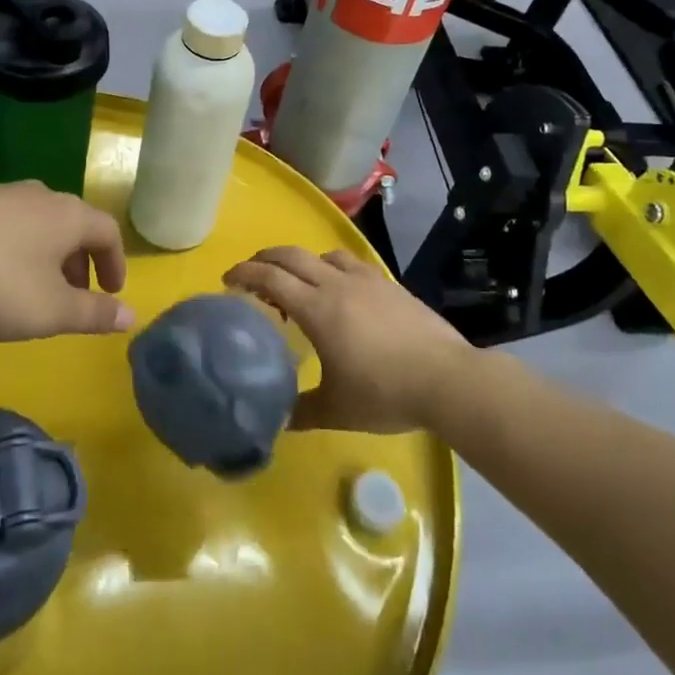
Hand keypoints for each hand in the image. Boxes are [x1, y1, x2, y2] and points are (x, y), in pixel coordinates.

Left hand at [0, 183, 132, 340]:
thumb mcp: (50, 310)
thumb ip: (93, 314)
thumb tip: (131, 315)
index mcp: (70, 217)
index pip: (108, 233)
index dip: (115, 264)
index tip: (111, 292)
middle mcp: (43, 196)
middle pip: (74, 226)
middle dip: (80, 262)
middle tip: (74, 297)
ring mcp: (4, 194)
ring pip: (40, 224)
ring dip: (48, 256)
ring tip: (33, 289)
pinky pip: (8, 225)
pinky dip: (17, 249)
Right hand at [223, 248, 468, 432]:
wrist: (447, 379)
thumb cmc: (384, 393)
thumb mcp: (336, 410)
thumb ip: (301, 411)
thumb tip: (277, 420)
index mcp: (316, 309)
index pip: (270, 278)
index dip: (244, 273)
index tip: (227, 279)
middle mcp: (336, 284)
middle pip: (291, 255)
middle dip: (264, 258)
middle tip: (251, 275)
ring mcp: (366, 280)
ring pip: (322, 255)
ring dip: (301, 262)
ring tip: (298, 284)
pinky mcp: (389, 284)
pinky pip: (351, 264)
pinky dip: (332, 268)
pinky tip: (341, 290)